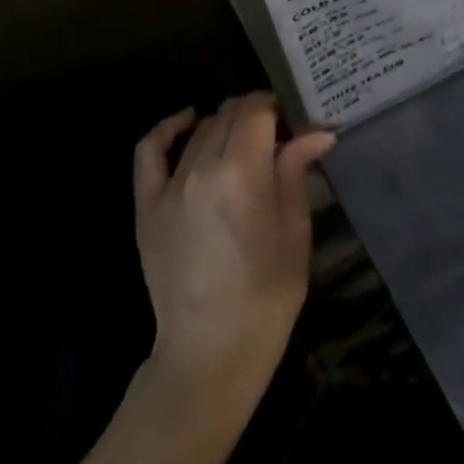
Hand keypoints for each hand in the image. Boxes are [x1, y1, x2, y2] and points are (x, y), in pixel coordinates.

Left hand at [132, 94, 335, 409]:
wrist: (210, 355)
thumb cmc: (266, 298)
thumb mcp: (295, 233)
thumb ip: (297, 172)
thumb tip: (317, 131)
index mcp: (243, 173)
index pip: (258, 110)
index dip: (278, 108)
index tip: (293, 123)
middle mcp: (202, 168)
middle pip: (229, 113)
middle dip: (256, 113)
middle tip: (275, 135)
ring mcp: (169, 186)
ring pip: (201, 129)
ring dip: (225, 125)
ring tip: (243, 142)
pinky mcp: (146, 205)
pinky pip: (150, 151)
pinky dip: (169, 128)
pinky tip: (188, 120)